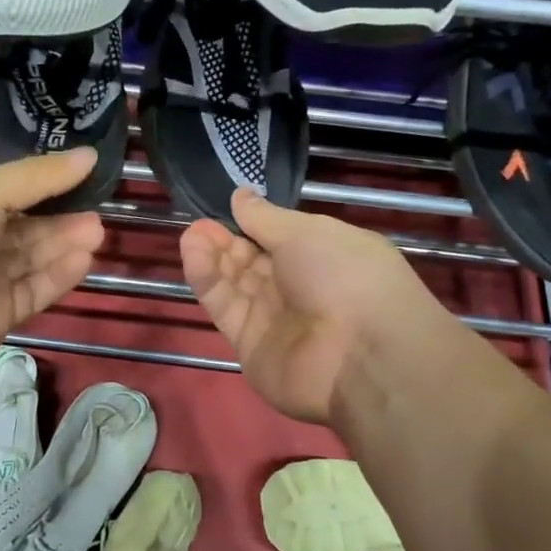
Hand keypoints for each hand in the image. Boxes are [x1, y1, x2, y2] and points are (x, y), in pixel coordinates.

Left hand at [0, 150, 104, 378]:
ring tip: (97, 232)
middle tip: (99, 211)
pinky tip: (83, 260)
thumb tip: (90, 154)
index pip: (10, 192)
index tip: (86, 176)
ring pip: (32, 260)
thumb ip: (38, 176)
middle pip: (25, 229)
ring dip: (64, 246)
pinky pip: (33, 292)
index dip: (46, 185)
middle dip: (61, 219)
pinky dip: (57, 276)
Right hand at [180, 189, 435, 423]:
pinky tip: (194, 255)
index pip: (280, 238)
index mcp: (324, 256)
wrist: (359, 355)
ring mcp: (274, 319)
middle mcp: (299, 288)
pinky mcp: (250, 345)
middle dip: (227, 240)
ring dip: (213, 257)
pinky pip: (226, 308)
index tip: (227, 207)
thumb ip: (266, 218)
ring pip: (235, 283)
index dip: (252, 223)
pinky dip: (209, 282)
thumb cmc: (345, 275)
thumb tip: (241, 196)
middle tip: (200, 223)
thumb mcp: (307, 232)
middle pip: (253, 261)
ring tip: (191, 235)